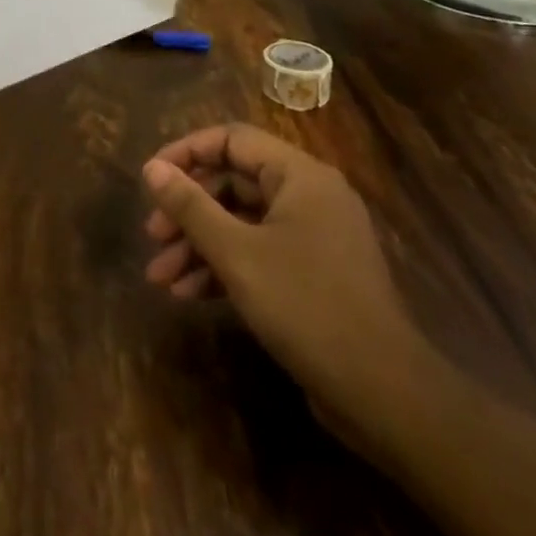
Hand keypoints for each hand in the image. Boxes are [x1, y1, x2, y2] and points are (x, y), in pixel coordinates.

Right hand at [141, 123, 426, 423]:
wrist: (384, 396)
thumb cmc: (306, 307)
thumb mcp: (237, 254)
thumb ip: (191, 206)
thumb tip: (151, 167)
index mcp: (300, 176)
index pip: (232, 139)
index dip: (187, 152)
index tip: (151, 177)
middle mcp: (310, 196)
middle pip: (234, 183)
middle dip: (189, 210)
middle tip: (153, 235)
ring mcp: (314, 237)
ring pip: (242, 222)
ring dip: (199, 244)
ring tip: (161, 277)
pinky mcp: (313, 274)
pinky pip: (259, 252)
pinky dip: (225, 267)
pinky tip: (190, 293)